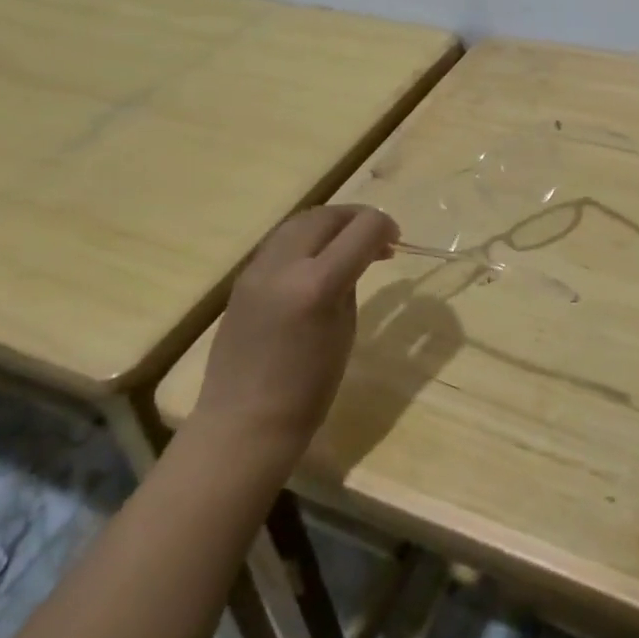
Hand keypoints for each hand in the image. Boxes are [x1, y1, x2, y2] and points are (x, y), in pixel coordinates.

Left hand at [192, 205, 398, 458]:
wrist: (244, 422)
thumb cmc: (308, 389)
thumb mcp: (345, 330)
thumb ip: (350, 283)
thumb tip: (357, 256)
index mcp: (317, 284)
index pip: (361, 229)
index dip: (384, 227)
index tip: (396, 241)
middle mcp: (284, 265)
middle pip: (327, 215)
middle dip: (357, 218)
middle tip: (378, 239)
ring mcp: (257, 269)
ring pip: (300, 221)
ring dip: (330, 224)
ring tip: (349, 245)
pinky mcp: (242, 278)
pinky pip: (280, 242)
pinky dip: (307, 239)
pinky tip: (318, 261)